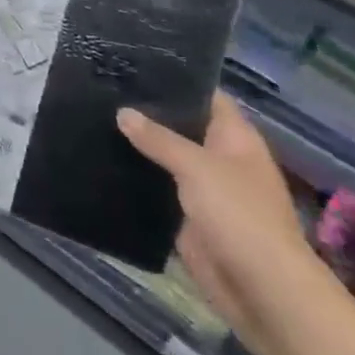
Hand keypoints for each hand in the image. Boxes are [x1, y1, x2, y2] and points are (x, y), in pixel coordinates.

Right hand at [117, 92, 337, 354]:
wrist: (262, 291)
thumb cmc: (240, 216)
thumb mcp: (197, 168)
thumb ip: (158, 138)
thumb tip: (123, 112)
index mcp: (235, 138)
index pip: (205, 96)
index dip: (176, 80)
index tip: (135, 63)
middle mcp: (219, 159)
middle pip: (181, 127)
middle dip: (148, 113)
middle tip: (103, 89)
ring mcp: (203, 190)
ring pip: (165, 160)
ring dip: (138, 147)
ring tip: (92, 119)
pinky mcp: (187, 219)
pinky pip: (157, 192)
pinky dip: (135, 181)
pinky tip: (101, 163)